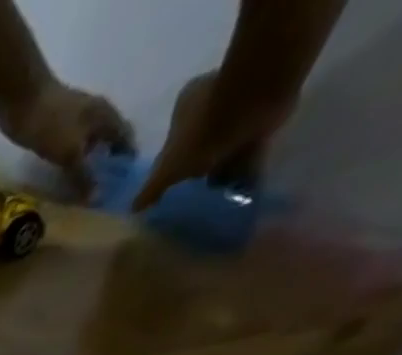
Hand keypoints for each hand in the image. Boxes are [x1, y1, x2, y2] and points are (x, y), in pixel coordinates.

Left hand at [0, 80, 132, 196]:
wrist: (22, 101)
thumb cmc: (52, 124)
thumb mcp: (70, 153)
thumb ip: (83, 175)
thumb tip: (96, 198)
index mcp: (106, 116)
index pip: (125, 137)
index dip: (127, 158)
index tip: (125, 182)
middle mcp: (95, 116)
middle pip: (108, 141)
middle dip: (108, 163)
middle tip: (104, 191)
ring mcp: (75, 121)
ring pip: (88, 145)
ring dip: (88, 164)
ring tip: (85, 191)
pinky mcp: (56, 129)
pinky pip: (70, 148)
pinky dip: (71, 163)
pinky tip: (64, 177)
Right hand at [132, 70, 286, 208]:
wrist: (258, 97)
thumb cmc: (204, 130)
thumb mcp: (167, 169)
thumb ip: (151, 190)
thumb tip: (134, 209)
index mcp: (185, 107)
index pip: (172, 143)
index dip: (172, 167)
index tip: (174, 189)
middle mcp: (212, 102)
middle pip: (202, 146)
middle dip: (201, 170)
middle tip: (196, 198)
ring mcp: (242, 106)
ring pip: (226, 147)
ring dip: (225, 171)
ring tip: (218, 201)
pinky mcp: (267, 113)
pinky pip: (252, 146)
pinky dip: (248, 167)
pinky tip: (243, 190)